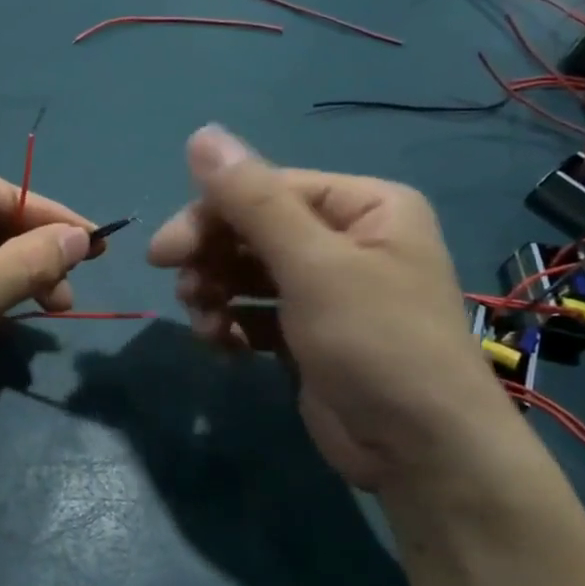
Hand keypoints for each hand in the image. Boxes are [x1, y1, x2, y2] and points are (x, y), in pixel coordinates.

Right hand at [148, 125, 518, 491]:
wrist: (420, 452)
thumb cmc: (376, 343)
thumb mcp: (312, 265)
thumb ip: (252, 199)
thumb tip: (201, 133)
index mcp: (363, 207)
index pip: (267, 189)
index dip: (210, 215)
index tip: (164, 254)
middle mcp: (346, 240)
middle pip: (252, 231)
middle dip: (212, 260)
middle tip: (182, 291)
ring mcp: (326, 290)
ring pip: (246, 273)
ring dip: (215, 295)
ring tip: (204, 326)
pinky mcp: (307, 335)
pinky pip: (253, 313)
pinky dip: (230, 326)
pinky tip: (220, 347)